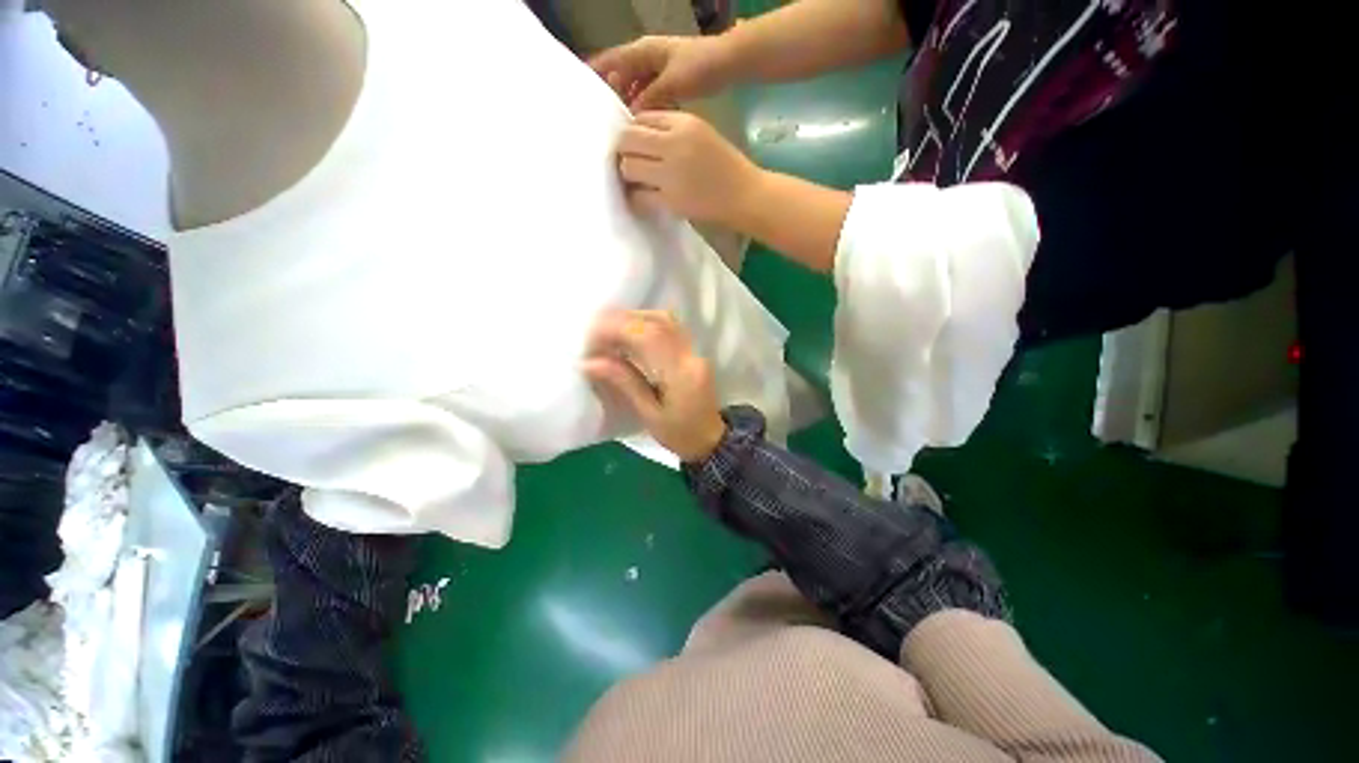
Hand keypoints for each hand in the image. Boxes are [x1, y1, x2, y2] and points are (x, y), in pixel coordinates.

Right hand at [583, 310, 726, 461]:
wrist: (712, 441)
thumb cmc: (679, 435)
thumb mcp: (648, 415)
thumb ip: (623, 383)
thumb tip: (589, 362)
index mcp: (680, 373)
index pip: (648, 337)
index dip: (616, 329)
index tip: (590, 339)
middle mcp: (690, 354)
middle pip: (655, 321)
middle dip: (620, 320)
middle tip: (592, 332)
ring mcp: (693, 350)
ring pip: (662, 319)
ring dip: (632, 318)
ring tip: (606, 330)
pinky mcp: (691, 350)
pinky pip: (667, 326)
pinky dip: (643, 323)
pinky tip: (626, 333)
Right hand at [590, 35, 734, 110]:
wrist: (736, 61)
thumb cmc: (701, 66)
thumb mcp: (670, 84)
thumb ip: (647, 100)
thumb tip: (630, 118)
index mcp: (639, 51)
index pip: (606, 62)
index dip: (589, 77)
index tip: (575, 97)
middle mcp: (645, 56)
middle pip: (619, 76)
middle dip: (610, 96)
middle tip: (598, 120)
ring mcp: (660, 65)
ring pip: (636, 85)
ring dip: (630, 101)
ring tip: (619, 124)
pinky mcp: (673, 76)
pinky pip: (651, 90)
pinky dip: (647, 103)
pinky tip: (643, 121)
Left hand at [617, 111, 760, 223]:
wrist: (748, 194)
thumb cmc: (724, 162)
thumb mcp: (701, 132)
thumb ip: (668, 127)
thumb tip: (630, 130)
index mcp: (685, 123)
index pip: (641, 118)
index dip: (637, 129)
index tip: (643, 142)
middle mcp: (676, 144)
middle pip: (627, 140)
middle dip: (627, 149)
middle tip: (637, 159)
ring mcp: (671, 174)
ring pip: (627, 167)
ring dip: (631, 173)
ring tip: (644, 177)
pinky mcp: (670, 200)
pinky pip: (636, 196)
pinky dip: (638, 196)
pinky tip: (649, 195)